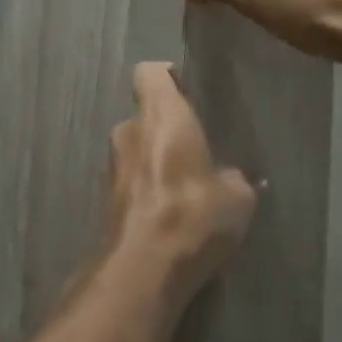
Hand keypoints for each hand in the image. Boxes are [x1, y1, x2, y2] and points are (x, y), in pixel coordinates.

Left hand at [104, 62, 255, 310]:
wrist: (142, 269)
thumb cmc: (192, 214)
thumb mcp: (236, 197)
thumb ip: (232, 178)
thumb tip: (230, 180)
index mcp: (160, 115)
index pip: (149, 73)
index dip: (166, 76)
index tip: (187, 90)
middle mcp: (129, 131)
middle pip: (144, 115)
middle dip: (165, 128)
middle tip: (196, 148)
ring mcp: (112, 166)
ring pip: (136, 149)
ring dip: (155, 160)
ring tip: (186, 186)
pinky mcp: (105, 200)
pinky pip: (131, 181)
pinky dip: (147, 189)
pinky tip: (171, 214)